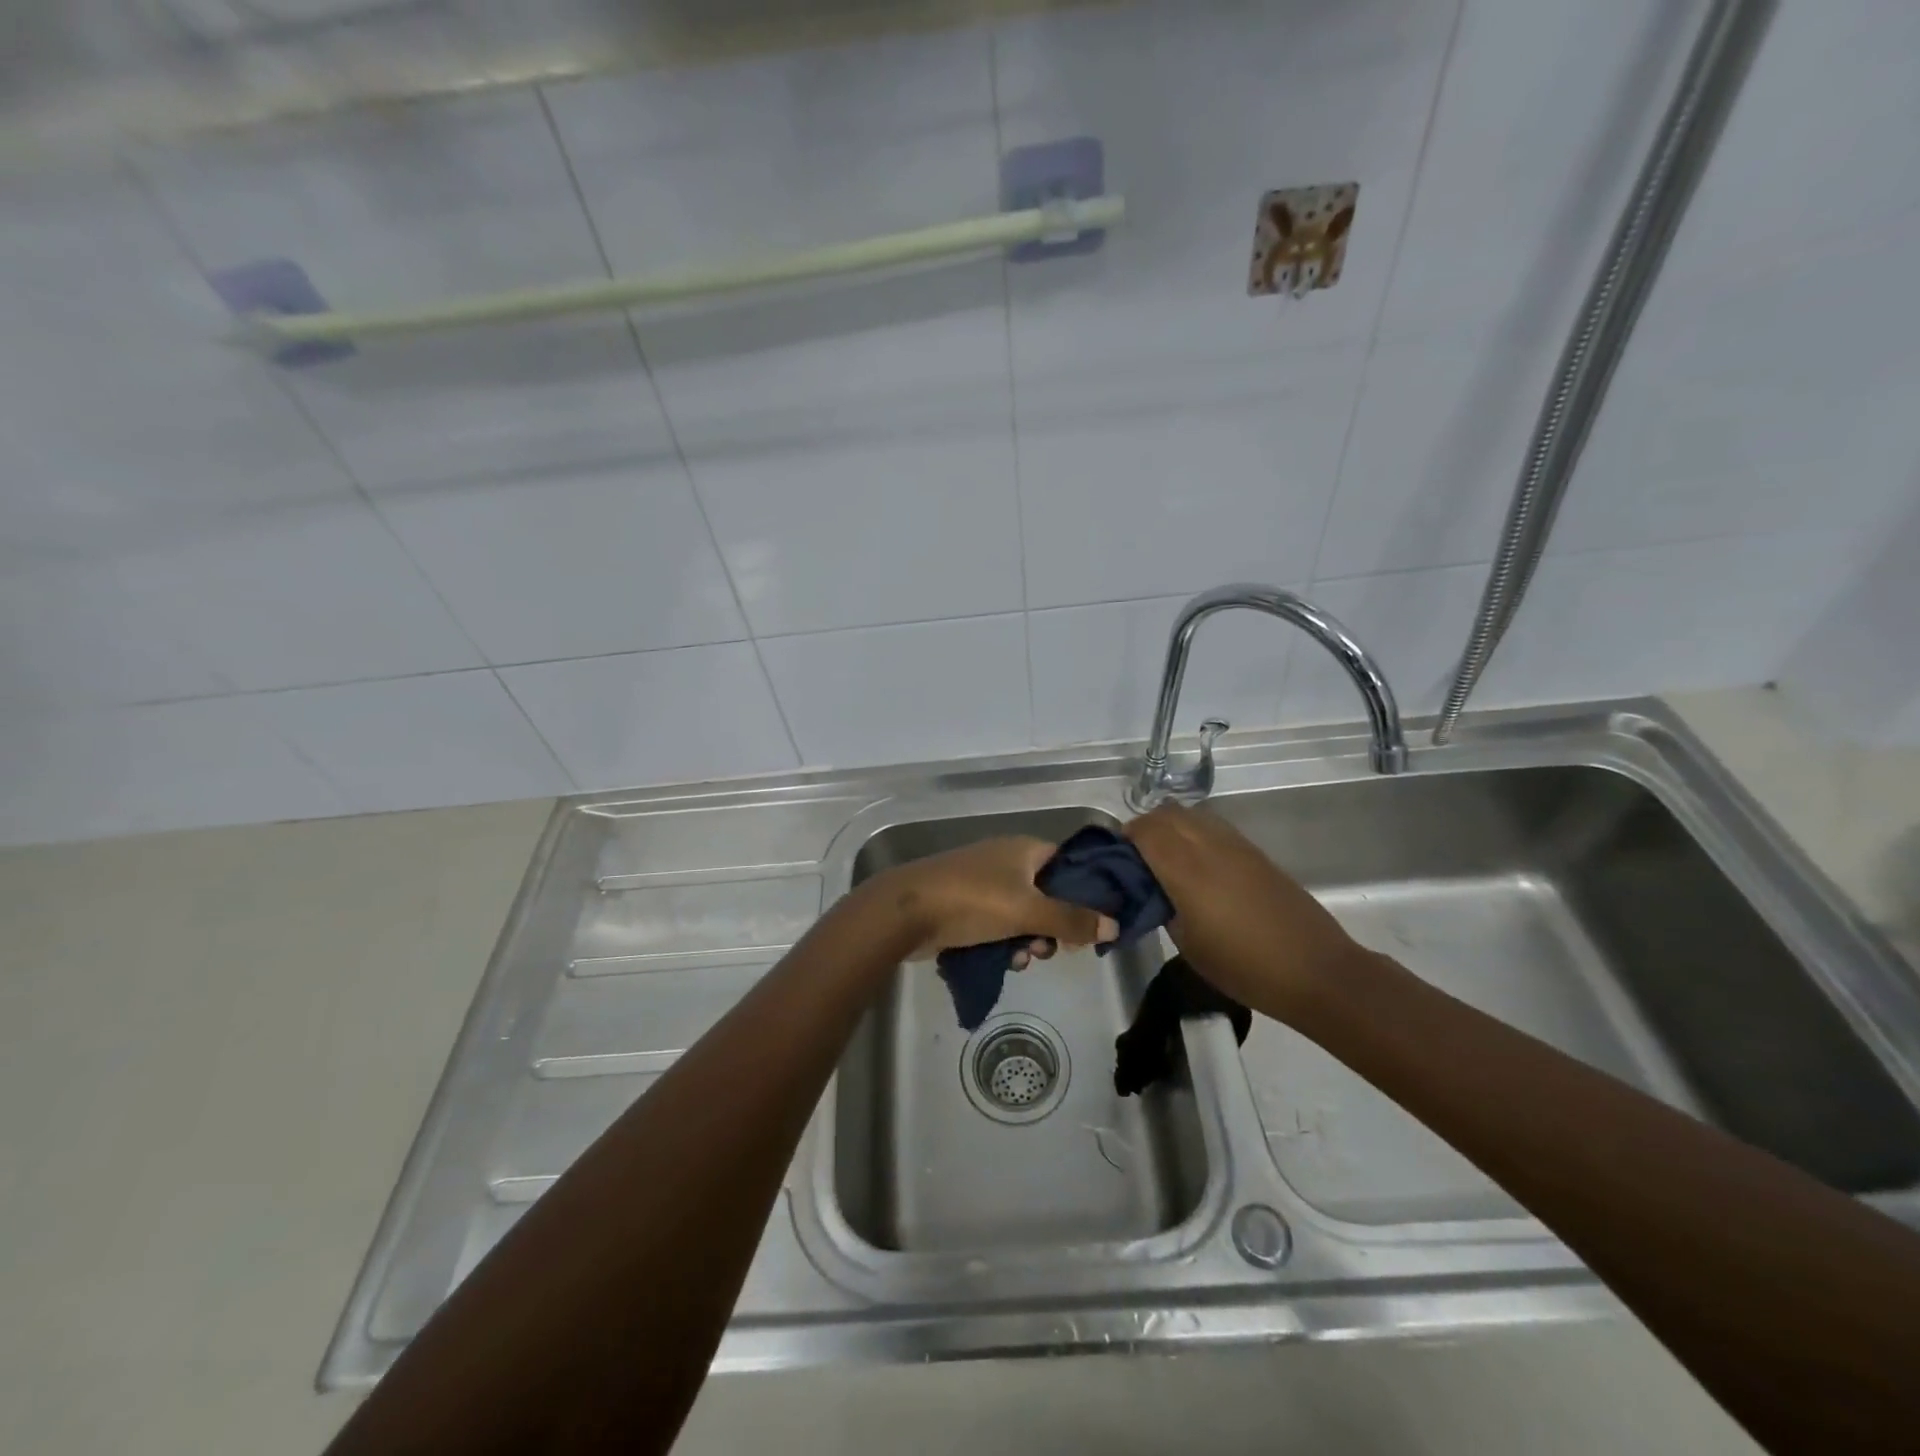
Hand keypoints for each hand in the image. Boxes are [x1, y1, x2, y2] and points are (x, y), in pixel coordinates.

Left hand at [870, 836, 1117, 963]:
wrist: (906, 911)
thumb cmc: (972, 901)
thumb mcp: (1028, 911)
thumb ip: (1072, 920)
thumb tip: (1115, 925)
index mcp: (1024, 849)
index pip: (1067, 864)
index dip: (1083, 892)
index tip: (1089, 923)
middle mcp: (1005, 860)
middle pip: (1046, 893)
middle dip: (1051, 925)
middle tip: (1047, 948)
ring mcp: (982, 882)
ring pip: (1021, 913)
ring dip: (1026, 939)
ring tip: (1020, 959)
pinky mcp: (963, 904)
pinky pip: (996, 923)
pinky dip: (1003, 941)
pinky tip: (1002, 961)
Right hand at [1123, 802, 1371, 1021]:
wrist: (1316, 971)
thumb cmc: (1244, 967)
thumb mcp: (1187, 944)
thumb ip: (1162, 907)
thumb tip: (1152, 890)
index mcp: (1187, 870)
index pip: (1145, 830)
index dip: (1124, 838)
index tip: (1115, 860)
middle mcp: (1210, 846)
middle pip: (1167, 814)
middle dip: (1144, 828)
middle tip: (1135, 859)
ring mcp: (1237, 845)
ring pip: (1192, 815)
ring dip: (1171, 827)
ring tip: (1164, 860)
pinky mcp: (1256, 853)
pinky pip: (1214, 828)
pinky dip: (1194, 834)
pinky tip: (1196, 867)